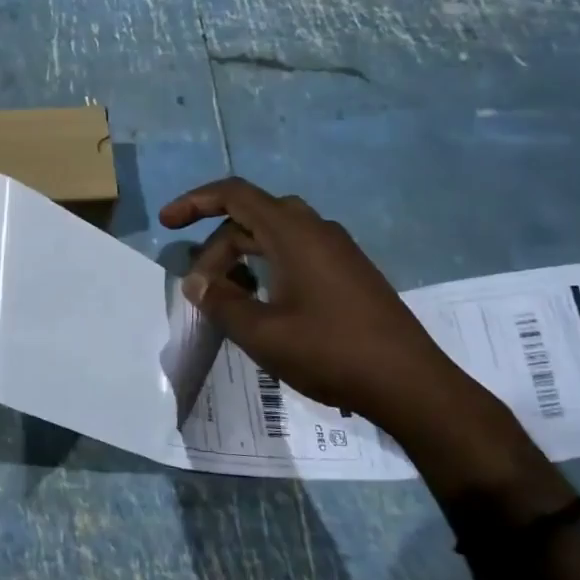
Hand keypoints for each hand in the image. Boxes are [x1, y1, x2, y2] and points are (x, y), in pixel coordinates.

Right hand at [159, 177, 516, 458]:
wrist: (412, 385)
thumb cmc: (331, 352)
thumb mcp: (262, 333)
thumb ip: (221, 302)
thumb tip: (196, 283)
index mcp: (293, 233)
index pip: (235, 194)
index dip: (195, 201)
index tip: (167, 222)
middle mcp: (317, 230)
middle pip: (252, 216)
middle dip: (217, 245)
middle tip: (200, 287)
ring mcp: (338, 250)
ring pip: (276, 234)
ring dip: (243, 255)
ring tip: (227, 293)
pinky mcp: (350, 272)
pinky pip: (297, 251)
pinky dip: (268, 264)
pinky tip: (264, 301)